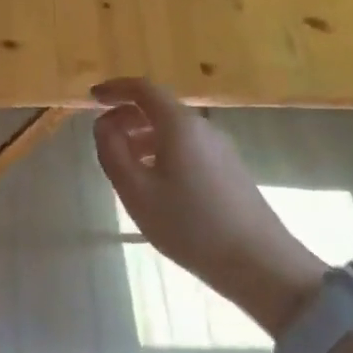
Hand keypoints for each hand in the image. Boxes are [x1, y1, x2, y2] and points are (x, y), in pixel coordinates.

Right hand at [91, 78, 324, 333]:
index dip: (115, 89)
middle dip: (127, 117)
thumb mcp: (136, 191)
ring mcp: (220, 149)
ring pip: (173, 130)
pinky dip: (162, 152)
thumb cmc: (189, 224)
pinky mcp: (229, 170)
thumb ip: (112, 152)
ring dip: (144, 137)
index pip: (143, 89)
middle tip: (104, 139)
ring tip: (125, 167)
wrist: (259, 264)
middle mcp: (202, 128)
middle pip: (159, 108)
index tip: (92, 97)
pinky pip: (188, 147)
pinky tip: (156, 184)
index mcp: (179, 125)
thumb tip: (104, 124)